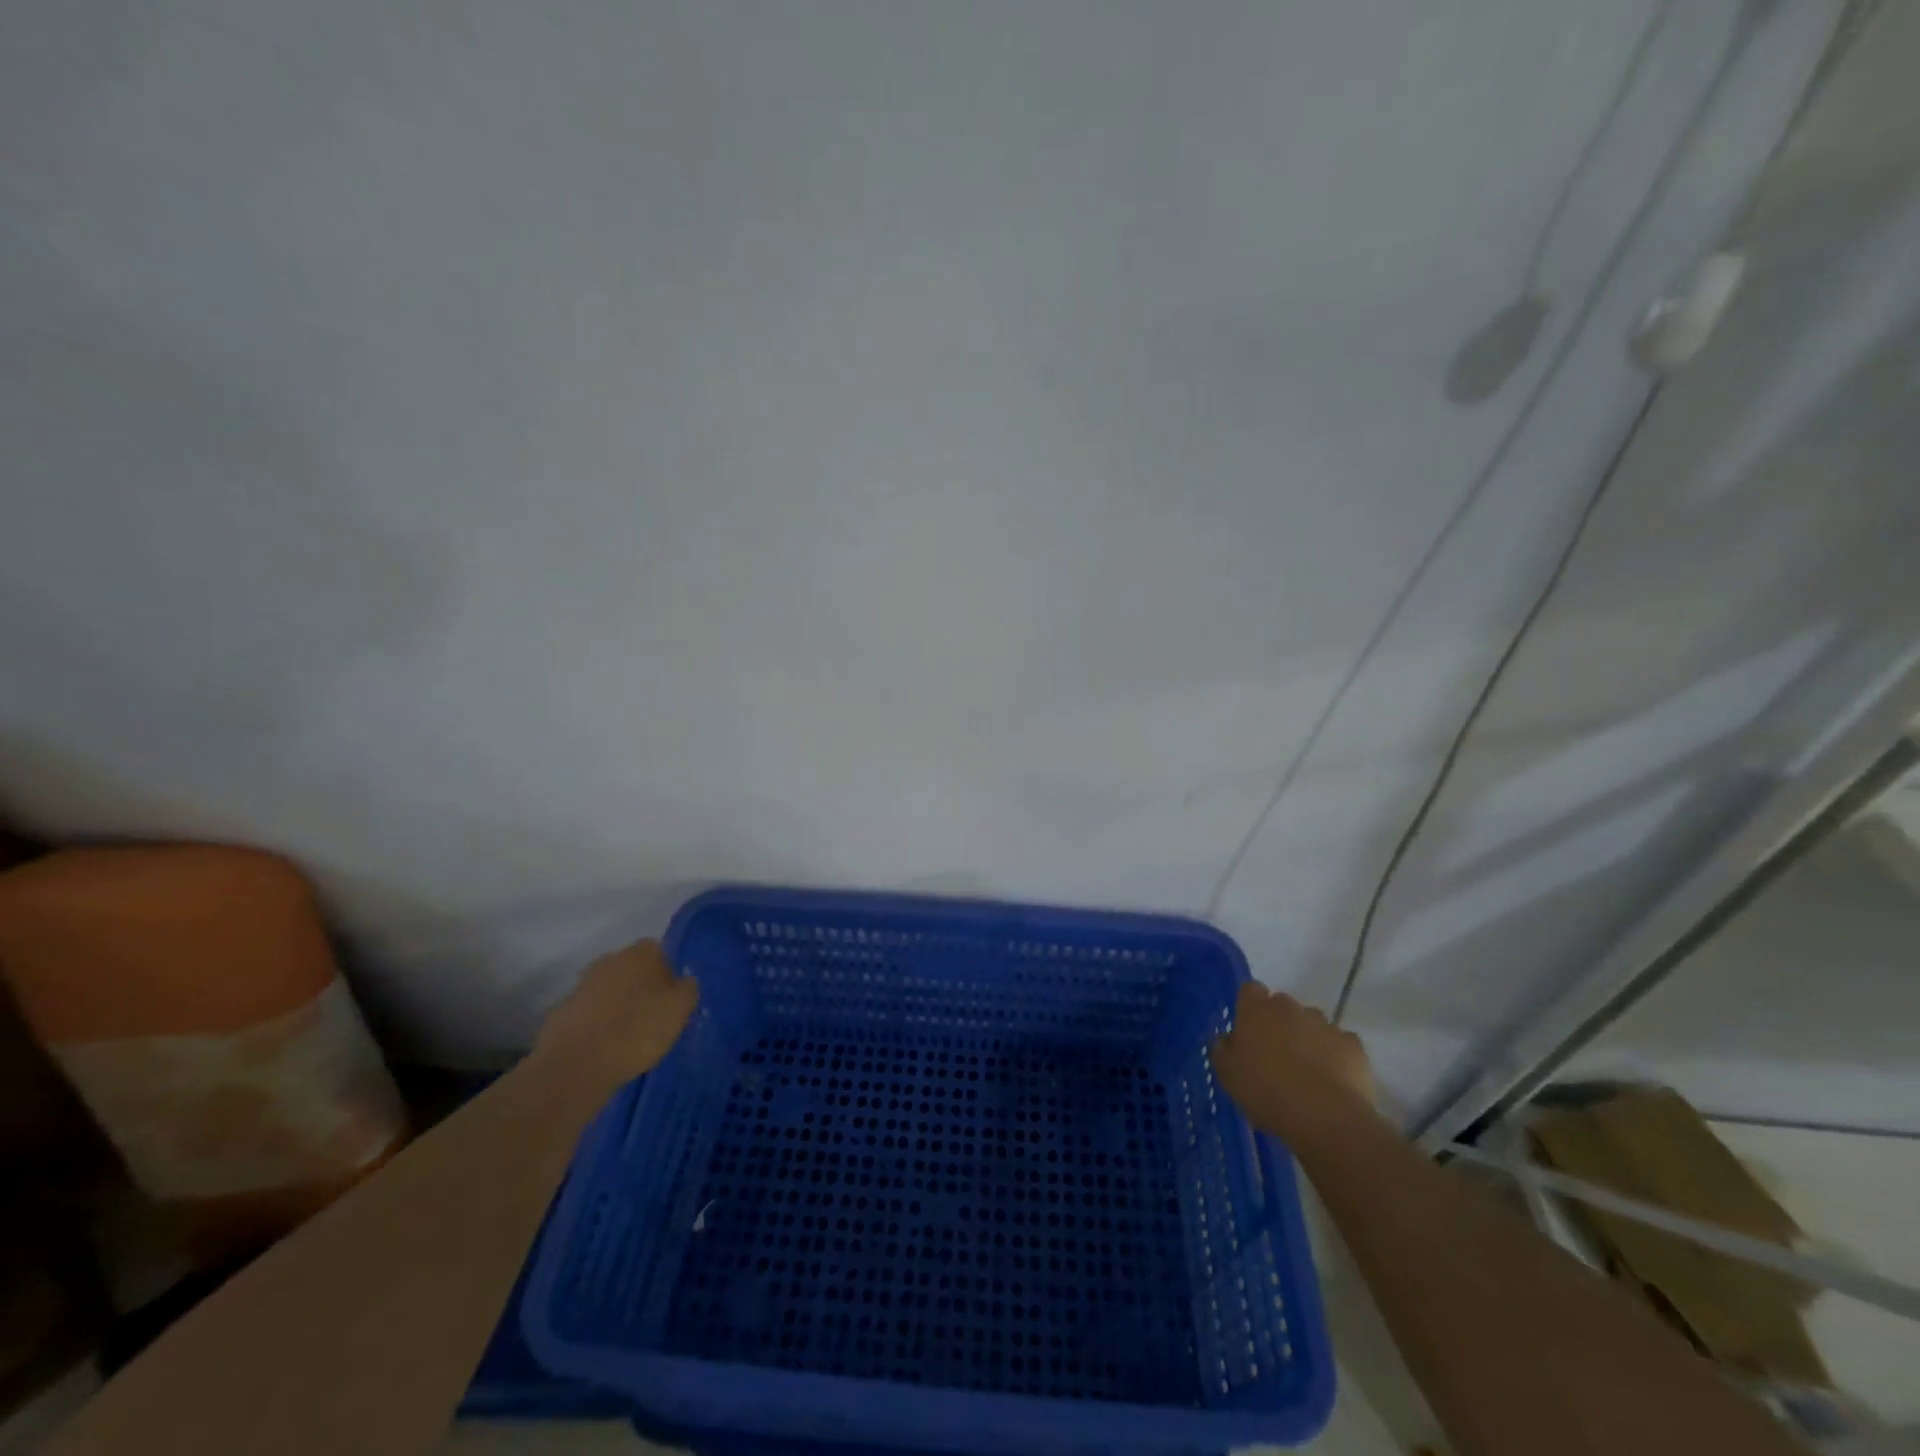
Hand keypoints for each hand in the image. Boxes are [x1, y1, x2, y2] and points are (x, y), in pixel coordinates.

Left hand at [534, 940, 698, 1096]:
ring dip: (619, 1006)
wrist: (577, 1064)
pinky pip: (590, 1013)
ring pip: (611, 990)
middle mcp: (612, 959)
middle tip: (653, 1017)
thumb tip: (683, 983)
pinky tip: (606, 1047)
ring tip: (629, 1037)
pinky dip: (598, 1025)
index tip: (672, 1001)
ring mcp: (583, 984)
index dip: (669, 976)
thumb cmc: (638, 1029)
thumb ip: (688, 989)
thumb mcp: (681, 1009)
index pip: (662, 953)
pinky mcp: (563, 1011)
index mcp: (642, 952)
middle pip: (634, 970)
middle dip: (642, 988)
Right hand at [1211, 983, 1377, 1145]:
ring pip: (1313, 1023)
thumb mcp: (1227, 1075)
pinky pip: (1340, 1044)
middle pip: (1283, 1006)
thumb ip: (1222, 1049)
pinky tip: (1332, 1081)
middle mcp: (1290, 1007)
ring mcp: (1325, 1024)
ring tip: (1307, 1073)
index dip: (1249, 1007)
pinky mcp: (1353, 1045)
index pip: (1250, 990)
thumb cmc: (1265, 1090)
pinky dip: (1336, 1056)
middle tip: (1276, 1056)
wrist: (1324, 1116)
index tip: (1249, 1031)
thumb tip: (1228, 1039)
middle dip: (1280, 1024)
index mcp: (1256, 1009)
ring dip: (1308, 1038)